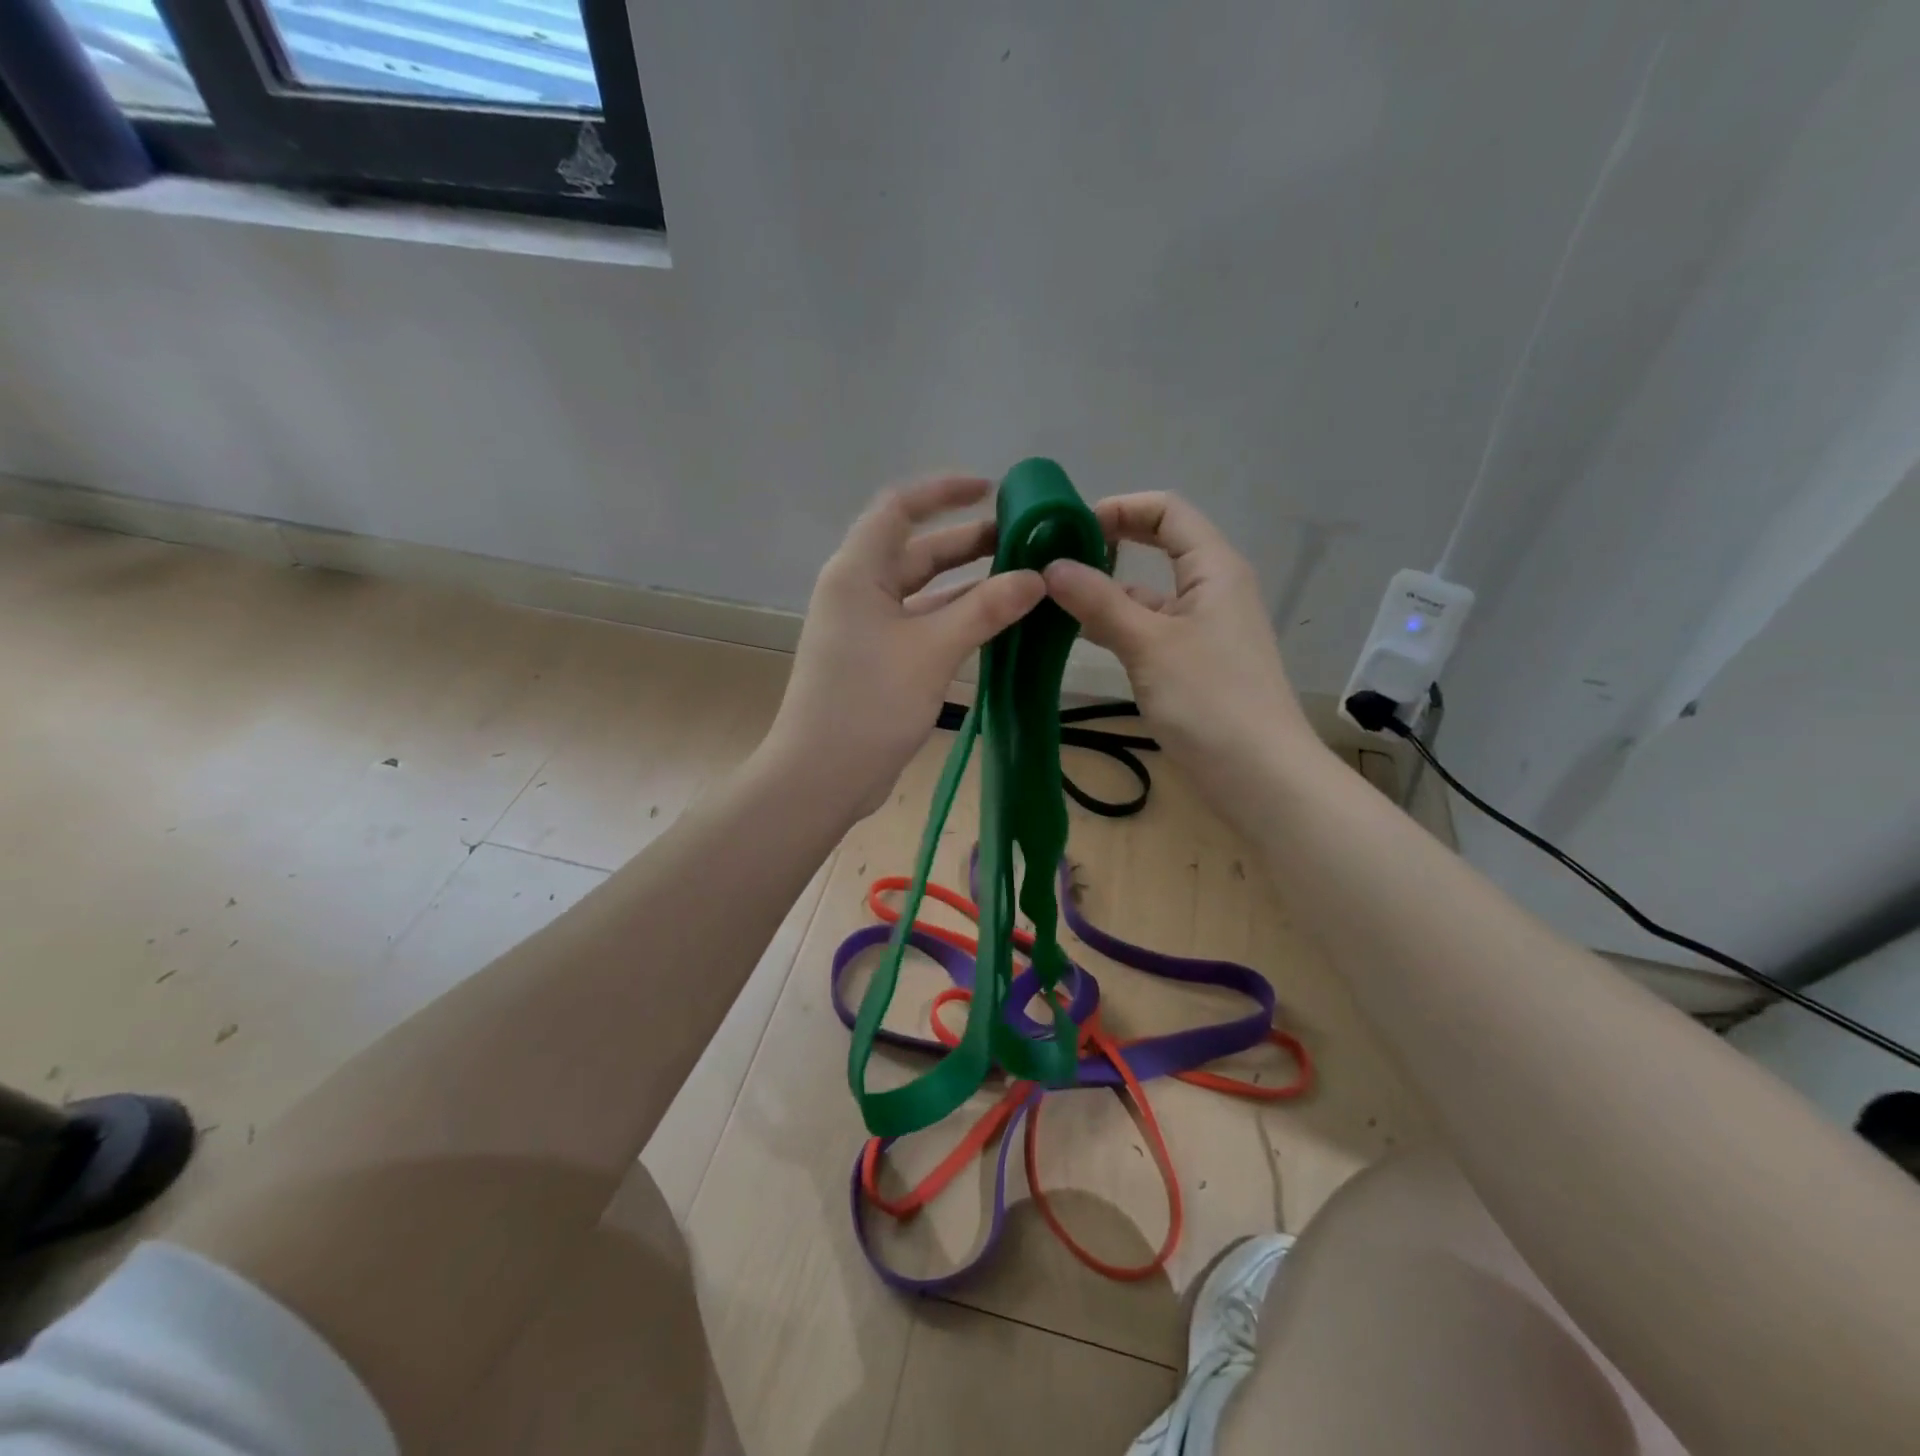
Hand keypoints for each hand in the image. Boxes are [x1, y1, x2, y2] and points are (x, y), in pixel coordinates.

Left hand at [765, 475, 1045, 818]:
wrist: (822, 776)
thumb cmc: (869, 702)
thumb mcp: (933, 650)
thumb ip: (985, 609)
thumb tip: (1036, 577)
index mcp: (858, 572)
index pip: (898, 508)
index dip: (943, 491)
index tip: (990, 489)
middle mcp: (859, 591)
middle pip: (916, 551)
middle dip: (967, 542)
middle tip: (1023, 539)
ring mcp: (868, 628)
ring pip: (923, 592)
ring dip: (967, 584)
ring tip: (1022, 577)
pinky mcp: (879, 661)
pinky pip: (922, 625)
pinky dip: (956, 619)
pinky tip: (997, 622)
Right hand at [1042, 492, 1324, 807]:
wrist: (1260, 776)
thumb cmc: (1211, 700)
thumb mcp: (1149, 644)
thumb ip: (1099, 602)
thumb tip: (1051, 567)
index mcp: (1214, 568)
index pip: (1167, 511)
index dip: (1119, 508)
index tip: (1069, 528)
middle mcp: (1211, 589)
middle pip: (1157, 547)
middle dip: (1107, 547)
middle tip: (1053, 559)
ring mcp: (1202, 629)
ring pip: (1148, 594)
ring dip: (1104, 592)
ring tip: (1050, 599)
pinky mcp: (1192, 663)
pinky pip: (1149, 629)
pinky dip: (1116, 626)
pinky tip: (1078, 636)